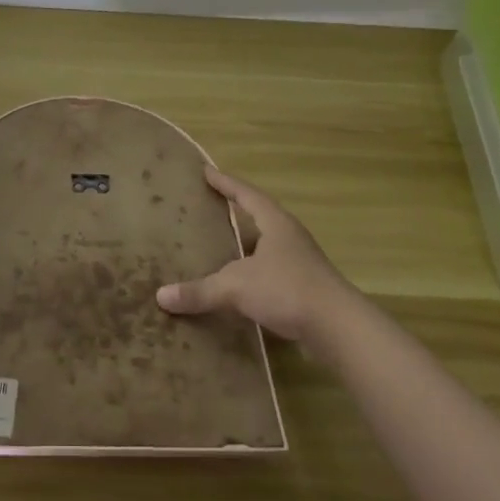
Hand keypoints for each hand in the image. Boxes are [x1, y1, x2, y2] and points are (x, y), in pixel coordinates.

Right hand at [156, 168, 352, 343]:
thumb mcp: (237, 287)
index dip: (225, 182)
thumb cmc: (287, 290)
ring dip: (246, 245)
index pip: (246, 194)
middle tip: (211, 205)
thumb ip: (200, 291)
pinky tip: (240, 287)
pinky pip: (272, 272)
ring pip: (266, 246)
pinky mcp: (305, 289)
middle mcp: (289, 236)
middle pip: (259, 216)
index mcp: (275, 222)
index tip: (206, 171)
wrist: (339, 329)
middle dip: (236, 211)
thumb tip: (161, 296)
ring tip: (221, 246)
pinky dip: (253, 273)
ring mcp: (301, 263)